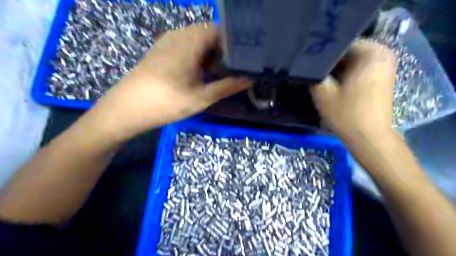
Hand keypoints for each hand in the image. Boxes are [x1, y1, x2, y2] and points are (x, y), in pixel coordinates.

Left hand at [87, 24, 250, 141]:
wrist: (126, 109)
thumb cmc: (166, 102)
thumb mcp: (201, 97)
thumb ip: (227, 86)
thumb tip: (249, 80)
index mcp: (190, 40)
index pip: (220, 30)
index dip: (234, 44)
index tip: (242, 61)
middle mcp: (179, 34)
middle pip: (209, 34)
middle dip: (222, 52)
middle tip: (228, 72)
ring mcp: (167, 41)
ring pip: (197, 41)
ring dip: (209, 55)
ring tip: (214, 75)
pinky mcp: (160, 50)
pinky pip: (185, 46)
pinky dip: (196, 57)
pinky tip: (196, 75)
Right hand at [312, 42, 397, 140]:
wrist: (368, 136)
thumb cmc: (346, 114)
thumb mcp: (323, 93)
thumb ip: (313, 74)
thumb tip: (307, 65)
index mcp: (371, 52)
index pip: (338, 44)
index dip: (321, 54)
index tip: (308, 64)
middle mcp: (382, 53)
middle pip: (346, 52)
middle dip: (329, 62)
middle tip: (313, 72)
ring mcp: (384, 65)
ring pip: (352, 61)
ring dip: (337, 69)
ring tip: (321, 78)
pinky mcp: (382, 77)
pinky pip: (359, 68)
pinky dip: (346, 74)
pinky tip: (335, 84)